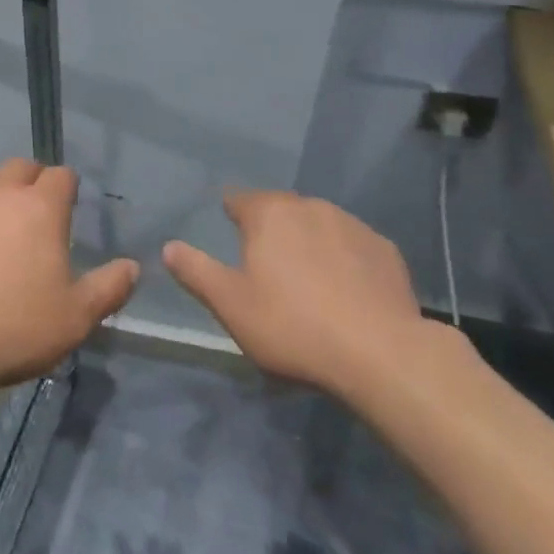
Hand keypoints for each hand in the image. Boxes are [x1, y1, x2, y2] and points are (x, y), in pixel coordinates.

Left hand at [0, 158, 139, 395]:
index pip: (61, 175)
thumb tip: (133, 266)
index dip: (67, 187)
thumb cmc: (15, 329)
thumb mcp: (76, 318)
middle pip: (20, 166)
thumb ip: (109, 288)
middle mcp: (0, 192)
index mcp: (41, 207)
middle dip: (30, 180)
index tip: (67, 206)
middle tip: (32, 212)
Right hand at [163, 190, 438, 396]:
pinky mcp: (385, 249)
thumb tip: (169, 246)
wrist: (381, 353)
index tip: (232, 233)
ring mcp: (352, 225)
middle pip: (281, 210)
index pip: (240, 199)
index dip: (232, 214)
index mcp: (269, 213)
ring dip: (310, 243)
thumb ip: (196, 272)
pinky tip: (348, 292)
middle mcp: (310, 206)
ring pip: (319, 225)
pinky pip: (353, 246)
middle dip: (272, 230)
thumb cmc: (292, 326)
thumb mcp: (231, 305)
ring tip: (310, 282)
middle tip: (268, 267)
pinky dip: (345, 260)